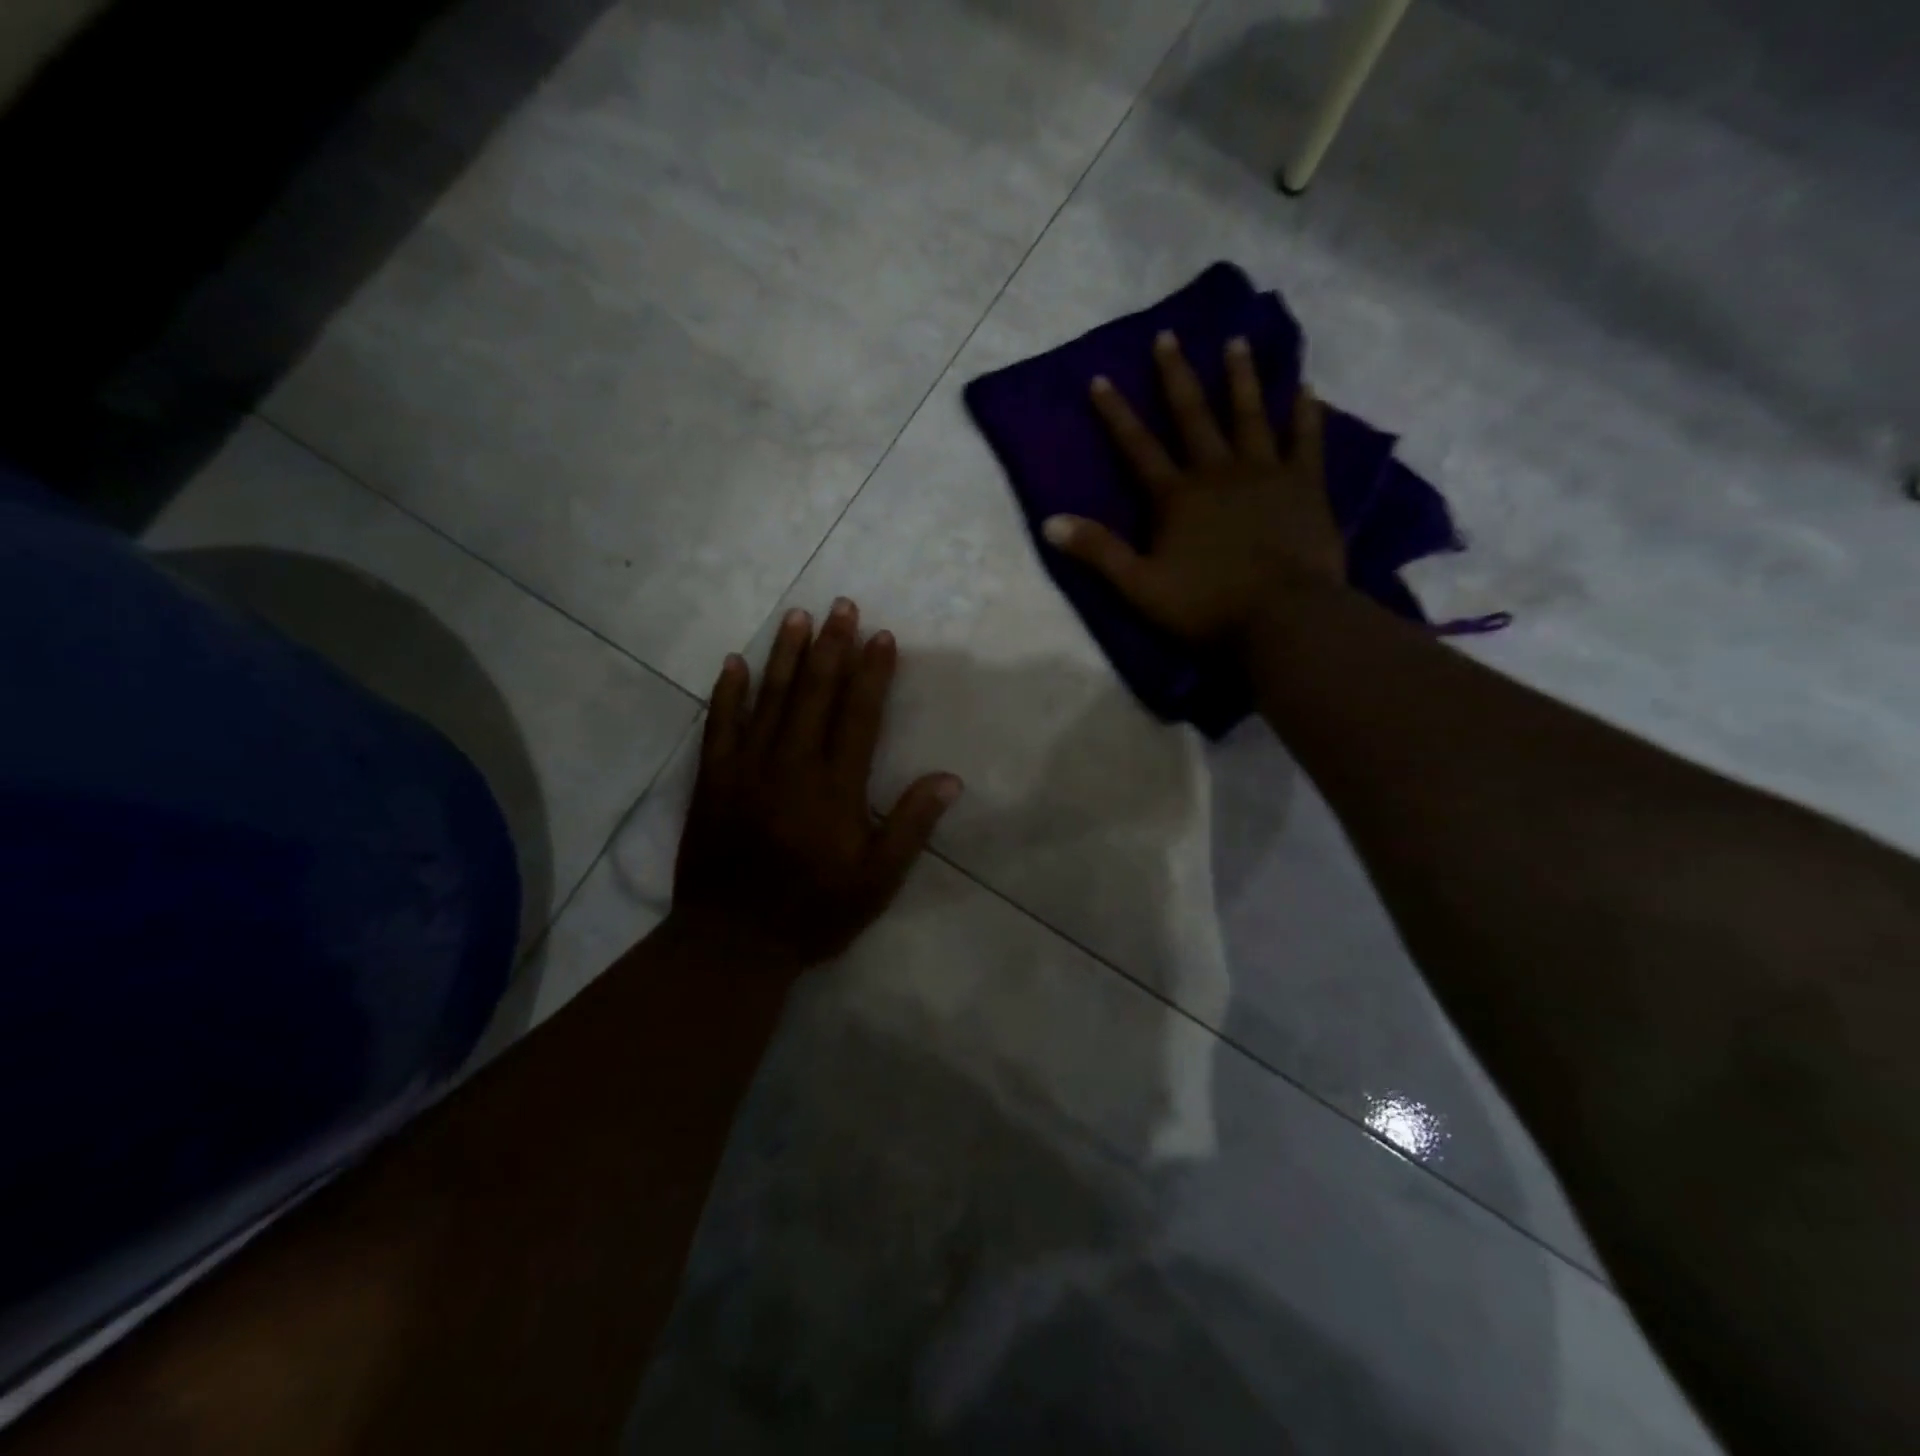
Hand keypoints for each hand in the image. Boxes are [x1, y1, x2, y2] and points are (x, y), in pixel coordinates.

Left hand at [670, 599, 962, 973]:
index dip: (872, 673)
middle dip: (831, 646)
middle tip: (841, 606)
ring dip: (784, 655)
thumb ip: (910, 826)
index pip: (859, 715)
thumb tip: (949, 779)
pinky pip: (719, 725)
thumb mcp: (877, 881)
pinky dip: (727, 692)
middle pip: (814, 693)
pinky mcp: (712, 780)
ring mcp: (746, 768)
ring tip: (797, 616)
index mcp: (835, 787)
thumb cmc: (814, 911)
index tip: (881, 636)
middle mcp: (791, 765)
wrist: (733, 941)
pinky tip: (734, 662)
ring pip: (769, 698)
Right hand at [1041, 331, 1342, 640]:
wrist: (1282, 619)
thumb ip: (1098, 552)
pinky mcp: (1306, 486)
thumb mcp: (1139, 587)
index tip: (1100, 378)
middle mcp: (1217, 472)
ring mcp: (1265, 474)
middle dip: (1176, 377)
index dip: (1117, 414)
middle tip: (1168, 336)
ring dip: (1240, 379)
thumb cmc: (1205, 607)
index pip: (1137, 448)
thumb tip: (1048, 522)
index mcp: (1175, 497)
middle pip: (1193, 417)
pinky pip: (1306, 441)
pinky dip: (1305, 413)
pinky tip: (1306, 387)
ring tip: (1236, 342)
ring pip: (1249, 416)